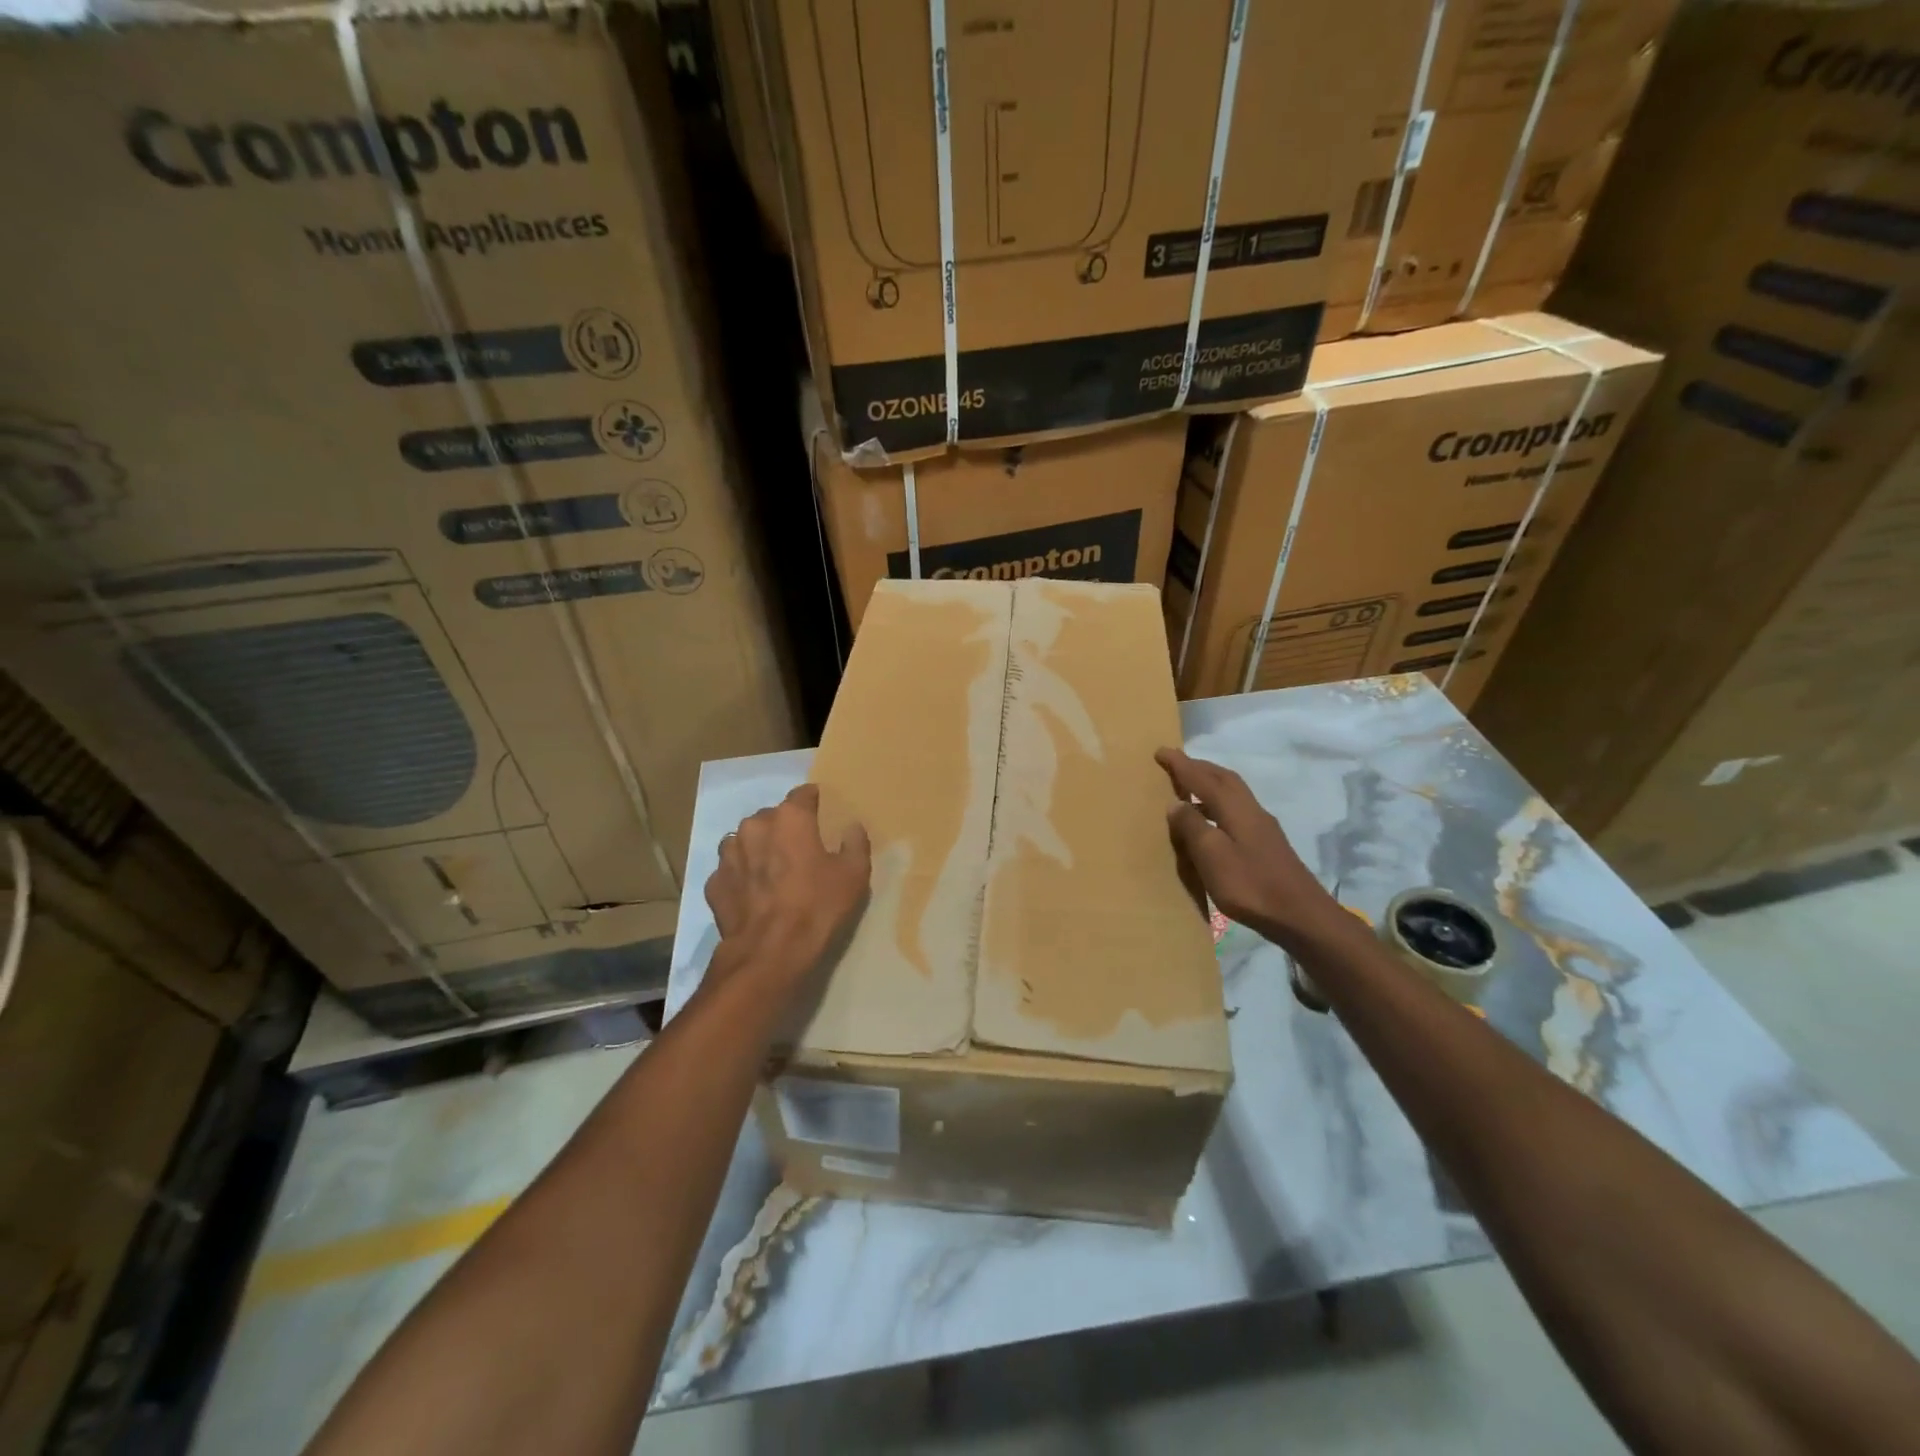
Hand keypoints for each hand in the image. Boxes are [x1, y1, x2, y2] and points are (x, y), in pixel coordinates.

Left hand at [705, 784, 870, 996]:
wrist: (769, 953)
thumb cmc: (817, 907)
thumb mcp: (854, 875)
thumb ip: (855, 844)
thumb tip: (852, 827)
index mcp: (789, 817)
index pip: (802, 794)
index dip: (814, 802)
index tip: (822, 814)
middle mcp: (754, 826)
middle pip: (772, 817)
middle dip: (784, 828)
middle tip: (800, 852)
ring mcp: (728, 854)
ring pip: (746, 841)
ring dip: (759, 850)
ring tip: (774, 872)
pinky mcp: (713, 883)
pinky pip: (731, 870)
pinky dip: (742, 877)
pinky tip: (755, 895)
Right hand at [1156, 747, 1339, 949]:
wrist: (1300, 916)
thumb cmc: (1250, 885)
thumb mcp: (1212, 856)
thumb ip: (1192, 827)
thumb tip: (1176, 802)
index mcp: (1236, 809)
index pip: (1203, 779)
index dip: (1181, 764)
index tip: (1161, 751)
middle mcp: (1251, 810)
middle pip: (1224, 778)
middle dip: (1199, 767)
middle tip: (1176, 763)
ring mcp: (1263, 827)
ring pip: (1233, 793)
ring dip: (1210, 784)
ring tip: (1188, 789)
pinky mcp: (1267, 844)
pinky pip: (1237, 810)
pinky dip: (1218, 804)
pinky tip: (1211, 822)